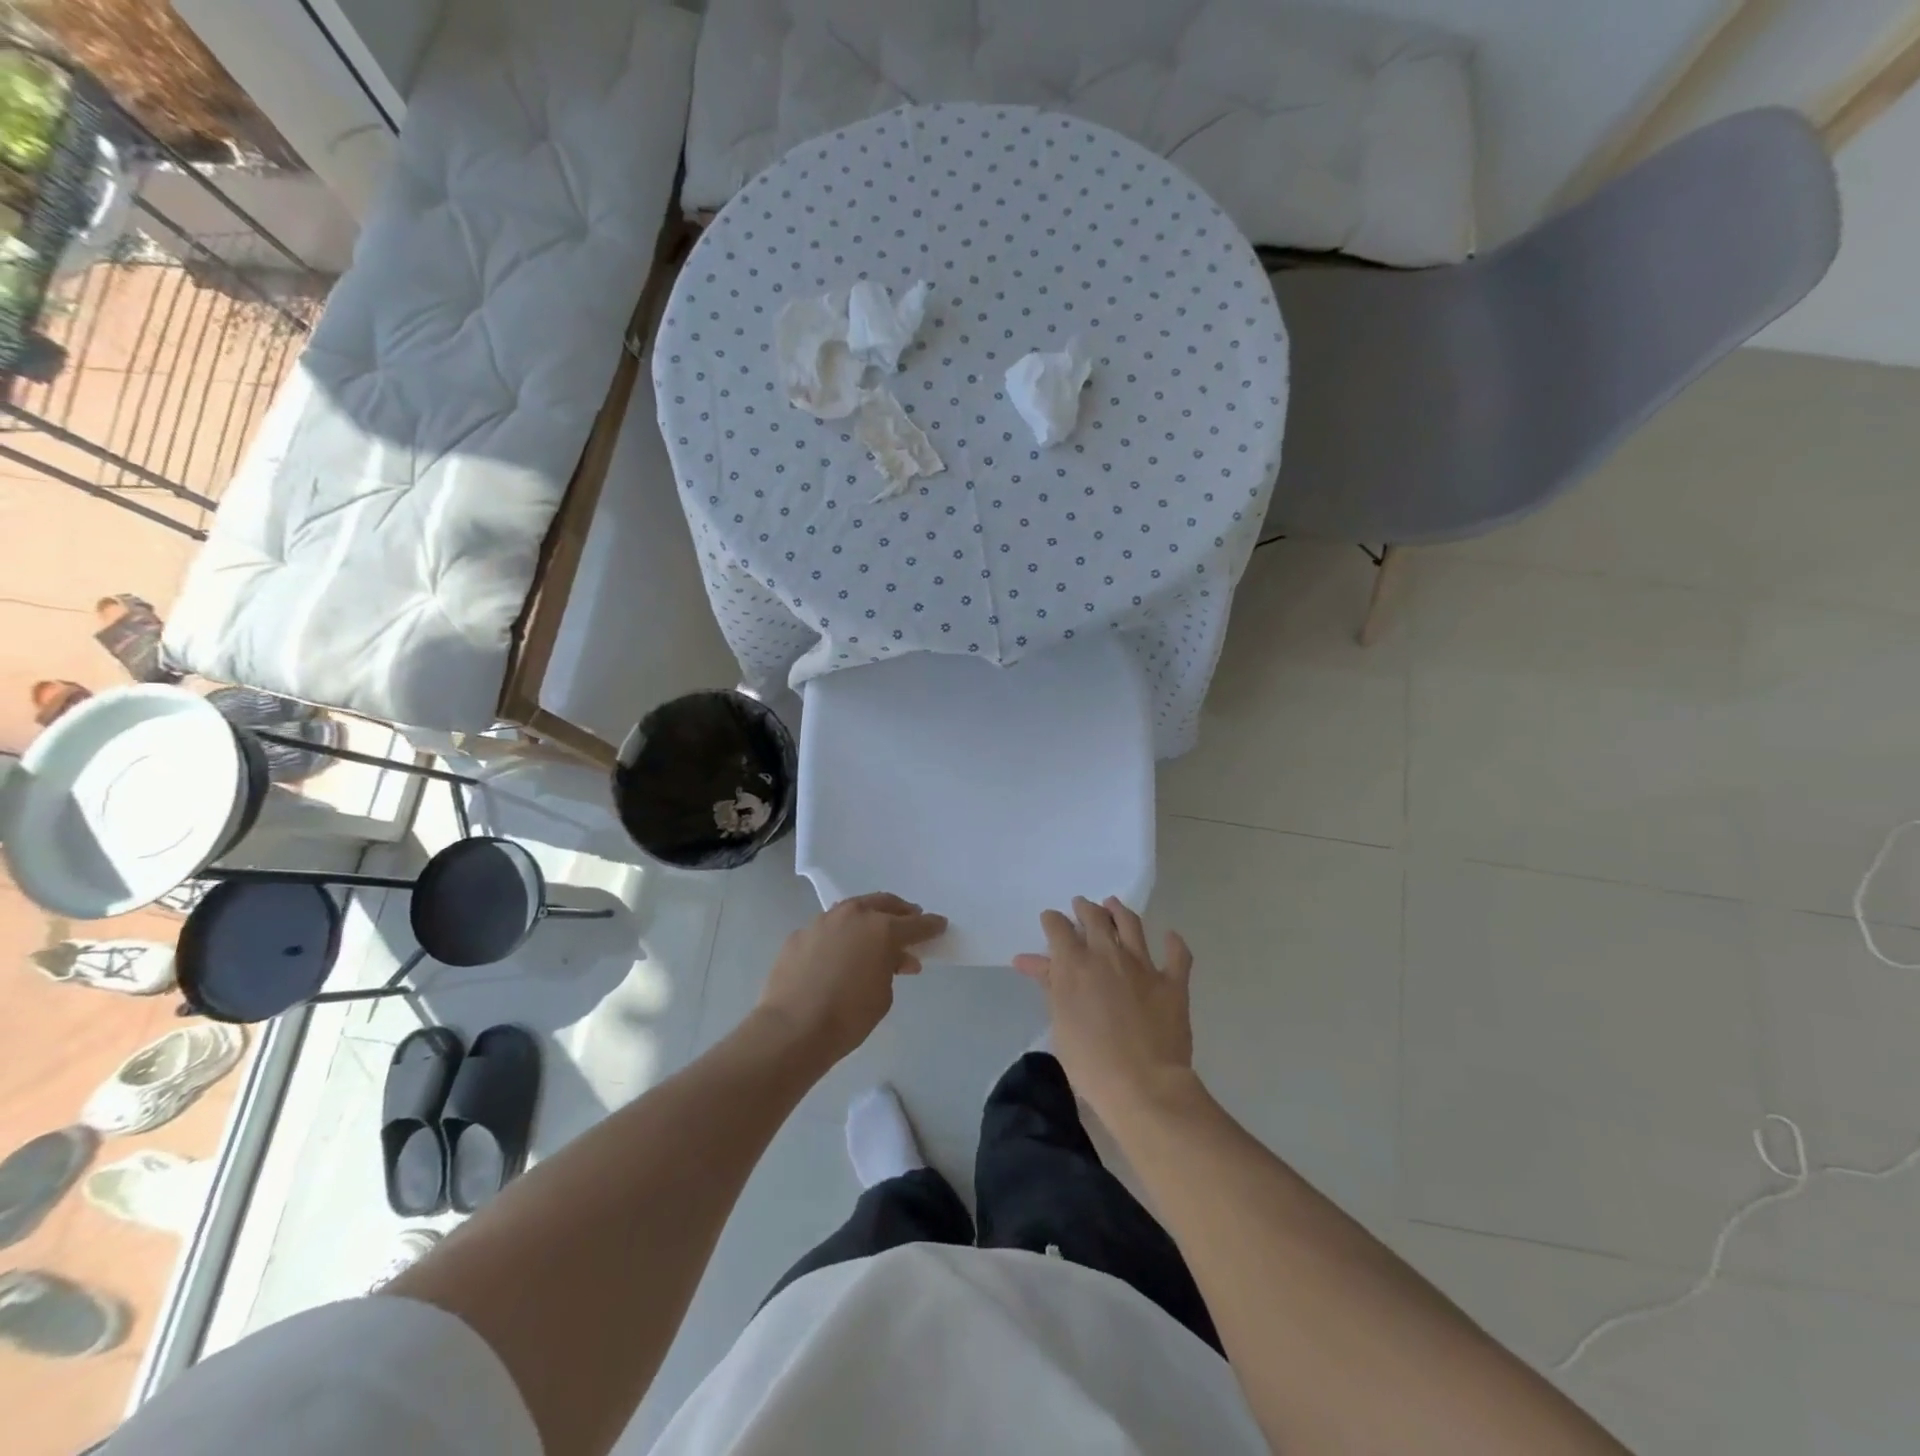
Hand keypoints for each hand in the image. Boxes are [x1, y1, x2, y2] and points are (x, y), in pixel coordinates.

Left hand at [758, 893, 946, 1065]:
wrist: (793, 1028)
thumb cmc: (848, 1016)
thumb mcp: (883, 995)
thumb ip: (892, 969)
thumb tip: (896, 959)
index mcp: (882, 929)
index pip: (915, 924)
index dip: (931, 926)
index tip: (940, 924)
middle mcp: (854, 916)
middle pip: (884, 904)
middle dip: (900, 911)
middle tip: (910, 919)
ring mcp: (823, 921)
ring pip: (853, 909)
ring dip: (868, 917)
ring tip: (875, 931)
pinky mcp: (800, 934)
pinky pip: (828, 928)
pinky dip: (840, 934)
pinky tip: (840, 951)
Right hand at [1013, 896, 1196, 1123]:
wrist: (1143, 1085)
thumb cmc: (1089, 1061)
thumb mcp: (1059, 1022)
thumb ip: (1049, 984)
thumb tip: (1027, 960)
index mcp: (1075, 963)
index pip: (1058, 928)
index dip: (1053, 921)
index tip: (1051, 920)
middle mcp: (1108, 954)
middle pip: (1095, 918)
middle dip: (1085, 908)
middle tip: (1082, 906)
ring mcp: (1143, 965)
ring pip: (1131, 925)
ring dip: (1120, 911)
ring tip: (1113, 905)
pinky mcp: (1173, 982)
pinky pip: (1177, 955)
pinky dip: (1174, 943)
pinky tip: (1170, 937)